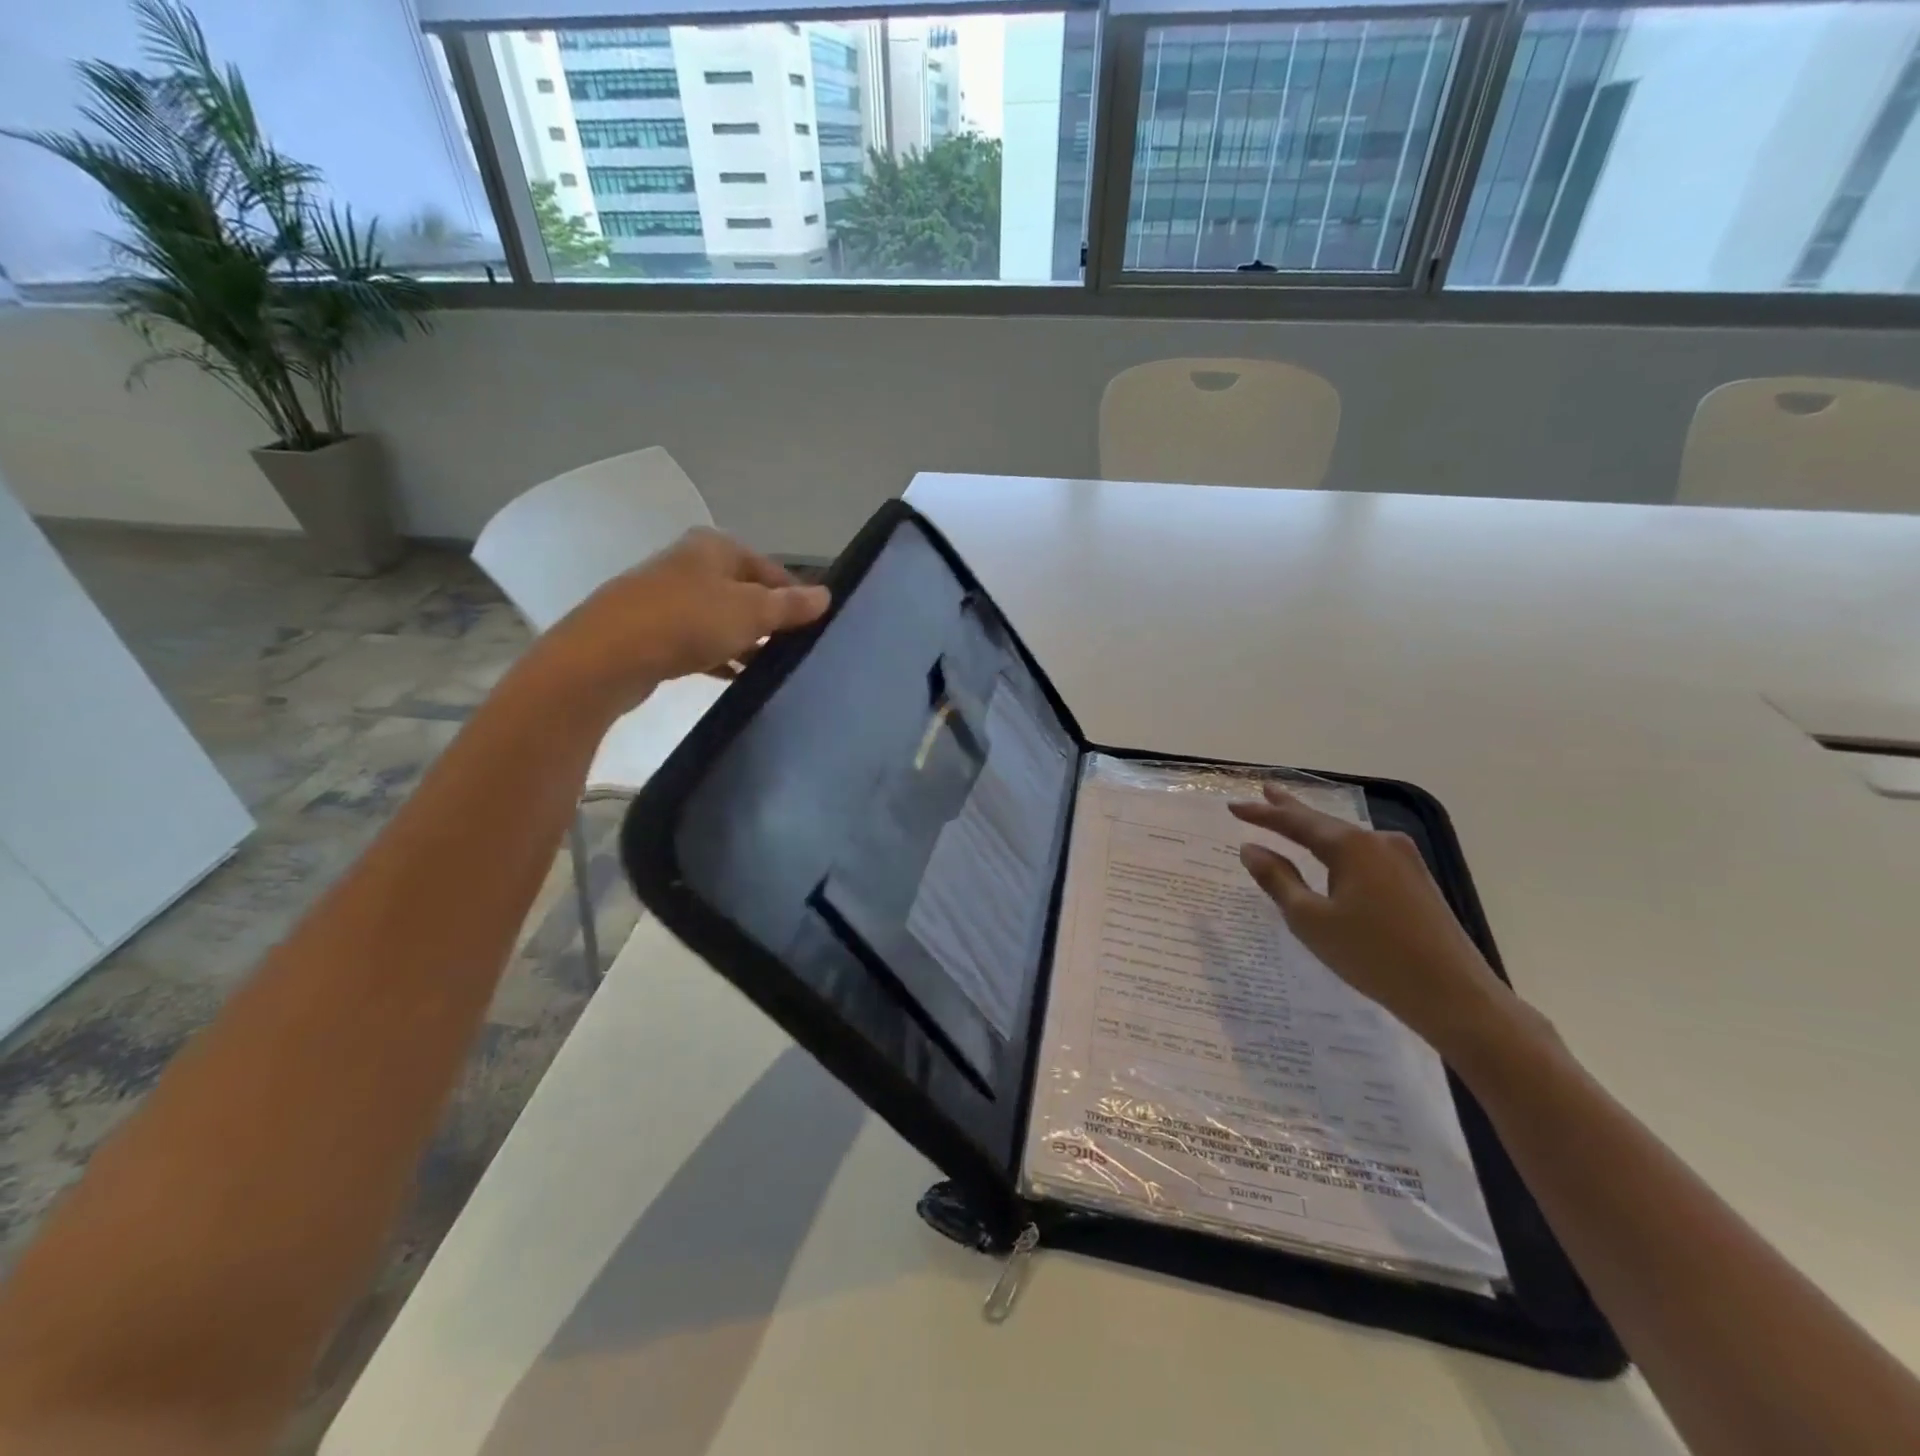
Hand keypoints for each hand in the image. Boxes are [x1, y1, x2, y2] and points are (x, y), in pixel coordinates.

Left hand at [534, 528, 829, 718]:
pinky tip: (733, 677)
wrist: (607, 656)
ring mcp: (665, 596)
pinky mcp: (650, 630)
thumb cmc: (688, 621)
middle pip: (744, 591)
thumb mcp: (751, 612)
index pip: (770, 568)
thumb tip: (826, 595)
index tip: (814, 627)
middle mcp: (689, 563)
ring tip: (769, 668)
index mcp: (714, 547)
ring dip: (744, 640)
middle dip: (769, 620)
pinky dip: (718, 655)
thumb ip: (790, 605)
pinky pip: (696, 640)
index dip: (794, 596)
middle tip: (794, 650)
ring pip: (720, 617)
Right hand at [1230, 785, 1514, 1055]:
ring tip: (1291, 819)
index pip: (1295, 822)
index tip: (1233, 806)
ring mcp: (1404, 860)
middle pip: (1324, 822)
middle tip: (1265, 791)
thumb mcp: (1311, 920)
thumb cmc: (1373, 956)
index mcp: (1351, 846)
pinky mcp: (1416, 881)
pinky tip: (1331, 856)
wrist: (1455, 995)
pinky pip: (1365, 855)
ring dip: (1316, 830)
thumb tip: (1251, 849)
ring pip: (1346, 838)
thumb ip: (1278, 880)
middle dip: (1291, 808)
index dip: (1261, 815)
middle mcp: (1379, 842)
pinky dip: (1338, 850)